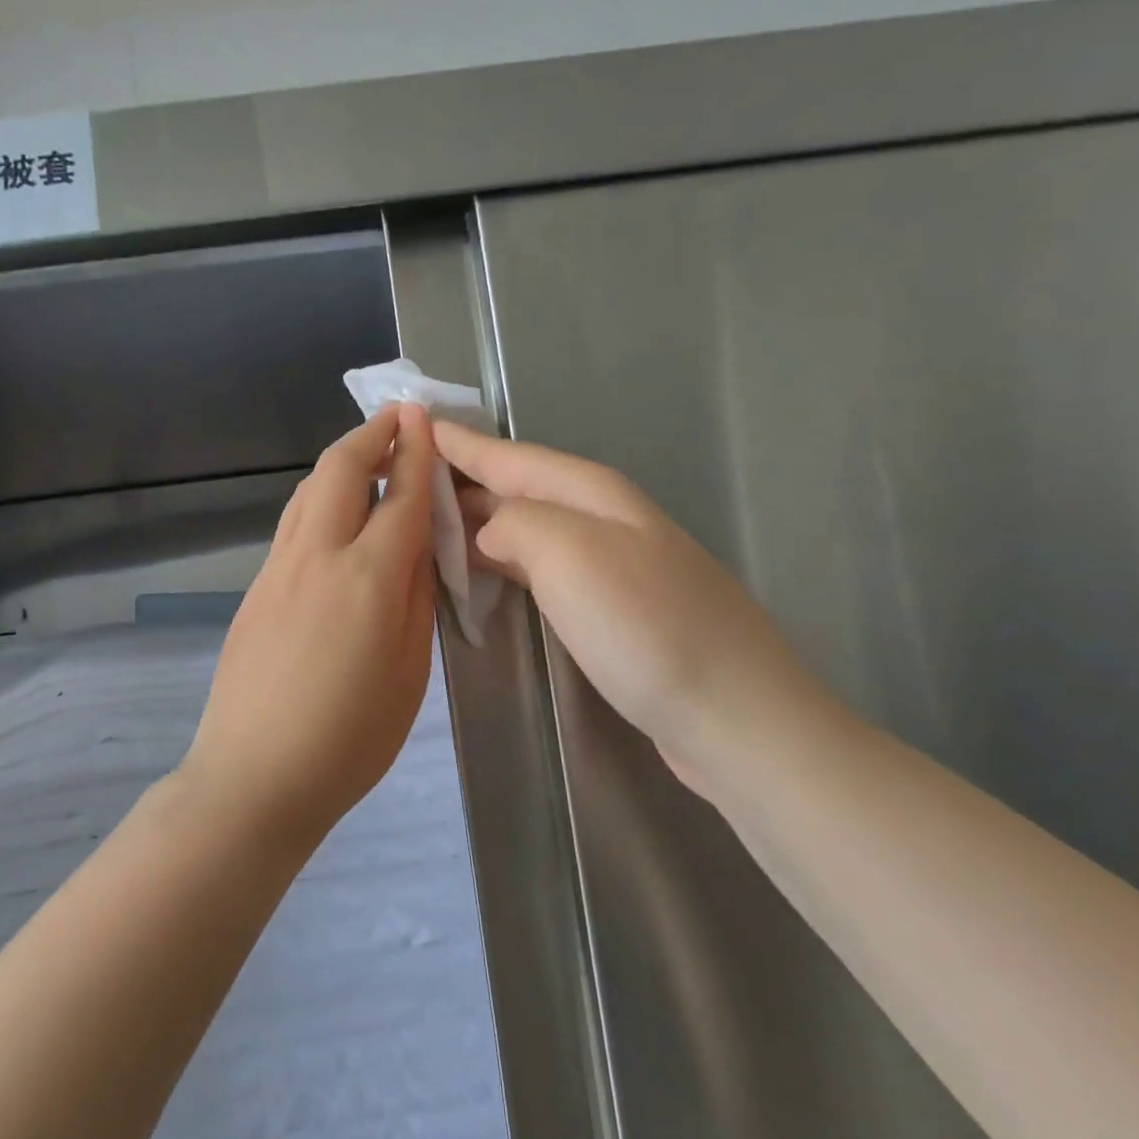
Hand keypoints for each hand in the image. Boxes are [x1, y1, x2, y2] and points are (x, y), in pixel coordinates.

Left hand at [182, 406, 437, 841]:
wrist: (255, 777)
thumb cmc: (350, 739)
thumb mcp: (409, 673)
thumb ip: (416, 599)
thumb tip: (417, 545)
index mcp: (367, 579)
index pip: (399, 496)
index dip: (415, 452)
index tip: (422, 416)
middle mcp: (316, 557)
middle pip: (338, 471)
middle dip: (370, 436)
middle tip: (396, 420)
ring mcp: (275, 571)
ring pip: (305, 493)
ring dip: (338, 465)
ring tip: (365, 459)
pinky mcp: (253, 591)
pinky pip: (290, 527)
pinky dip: (316, 502)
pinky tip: (332, 519)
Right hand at [433, 421, 828, 782]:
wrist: (734, 715)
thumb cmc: (646, 627)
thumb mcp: (571, 555)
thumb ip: (515, 524)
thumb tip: (487, 530)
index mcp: (591, 494)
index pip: (509, 457)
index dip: (460, 444)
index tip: (412, 424)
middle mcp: (602, 519)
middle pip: (519, 488)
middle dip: (463, 480)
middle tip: (404, 479)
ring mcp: (611, 565)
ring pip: (528, 527)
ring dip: (479, 522)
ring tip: (429, 524)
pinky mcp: (612, 610)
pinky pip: (539, 568)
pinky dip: (502, 563)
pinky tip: (482, 575)